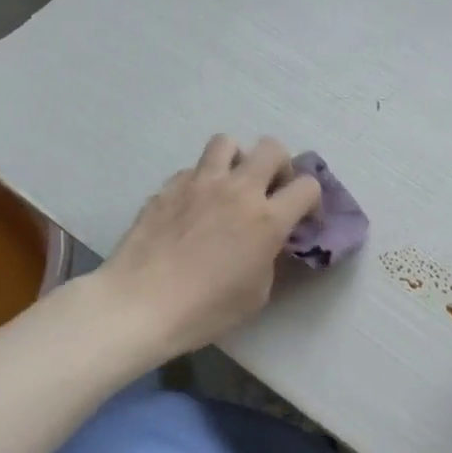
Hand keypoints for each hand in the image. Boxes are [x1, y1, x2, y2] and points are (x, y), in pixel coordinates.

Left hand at [98, 135, 321, 359]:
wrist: (140, 304)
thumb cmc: (205, 309)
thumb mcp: (256, 293)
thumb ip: (269, 256)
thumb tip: (266, 241)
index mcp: (267, 219)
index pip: (308, 186)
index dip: (311, 201)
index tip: (301, 219)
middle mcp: (237, 190)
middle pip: (272, 148)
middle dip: (279, 166)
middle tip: (270, 192)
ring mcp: (199, 183)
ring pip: (227, 143)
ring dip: (237, 161)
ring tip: (230, 186)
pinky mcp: (167, 187)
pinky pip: (193, 170)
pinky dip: (201, 182)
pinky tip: (193, 208)